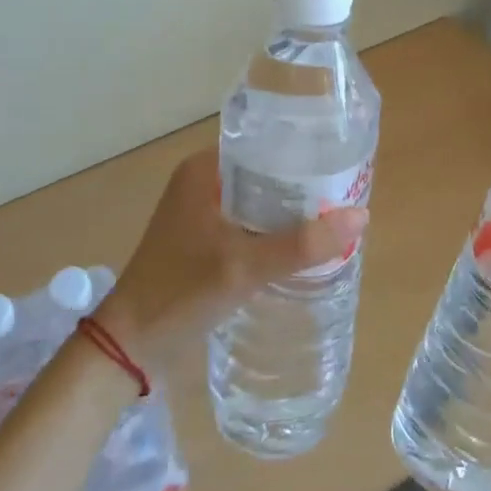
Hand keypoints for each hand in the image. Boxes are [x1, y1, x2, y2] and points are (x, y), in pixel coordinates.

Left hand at [95, 147, 366, 362]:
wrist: (129, 345)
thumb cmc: (180, 293)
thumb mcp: (245, 267)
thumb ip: (302, 244)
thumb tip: (361, 216)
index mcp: (204, 169)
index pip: (263, 144)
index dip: (302, 152)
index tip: (339, 164)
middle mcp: (201, 181)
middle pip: (264, 172)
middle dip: (302, 185)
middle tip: (343, 195)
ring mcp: (200, 211)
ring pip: (258, 199)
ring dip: (289, 210)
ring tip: (331, 218)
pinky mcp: (202, 238)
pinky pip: (248, 221)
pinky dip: (272, 229)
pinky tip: (300, 244)